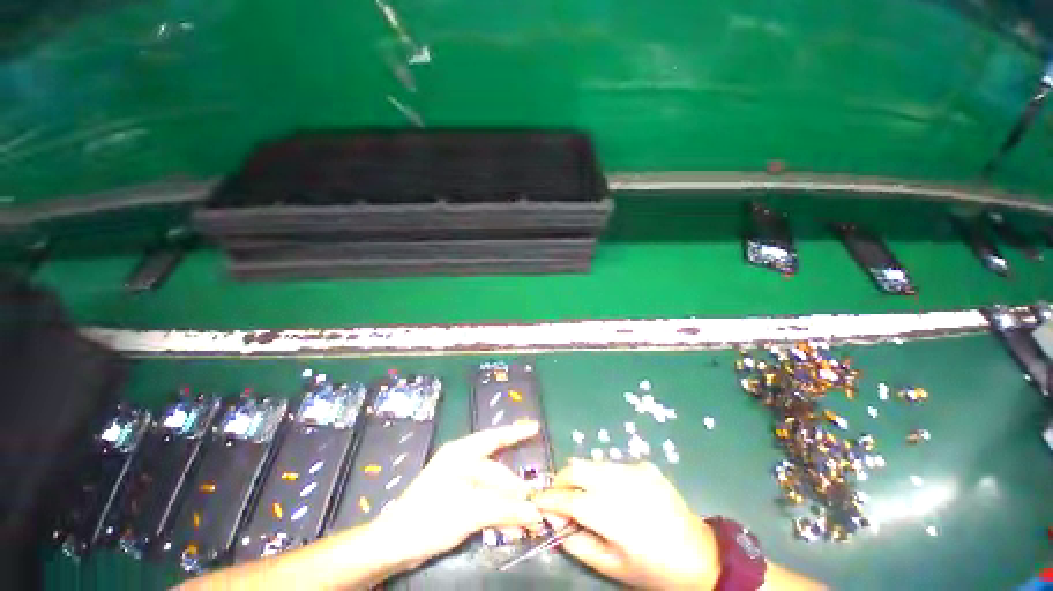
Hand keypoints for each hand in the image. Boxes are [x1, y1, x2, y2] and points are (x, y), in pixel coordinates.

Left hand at [368, 421, 544, 567]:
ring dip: (507, 501)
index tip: (535, 427)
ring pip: (491, 487)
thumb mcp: (470, 511)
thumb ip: (504, 509)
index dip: (516, 432)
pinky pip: (483, 498)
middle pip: (495, 470)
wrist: (394, 545)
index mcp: (461, 453)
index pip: (494, 438)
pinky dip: (496, 508)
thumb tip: (535, 512)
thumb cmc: (430, 518)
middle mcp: (460, 461)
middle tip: (534, 500)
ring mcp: (457, 480)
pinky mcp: (455, 499)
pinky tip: (508, 520)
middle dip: (514, 486)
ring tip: (524, 515)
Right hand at [532, 460, 719, 589]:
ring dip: (581, 476)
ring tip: (583, 494)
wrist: (701, 556)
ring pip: (592, 462)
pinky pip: (613, 465)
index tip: (536, 500)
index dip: (549, 498)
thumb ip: (579, 544)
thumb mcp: (612, 567)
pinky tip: (614, 494)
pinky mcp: (644, 465)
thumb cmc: (653, 570)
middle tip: (557, 495)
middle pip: (577, 468)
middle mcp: (620, 483)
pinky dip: (603, 476)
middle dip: (561, 479)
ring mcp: (634, 469)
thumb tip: (556, 524)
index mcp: (611, 514)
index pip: (569, 498)